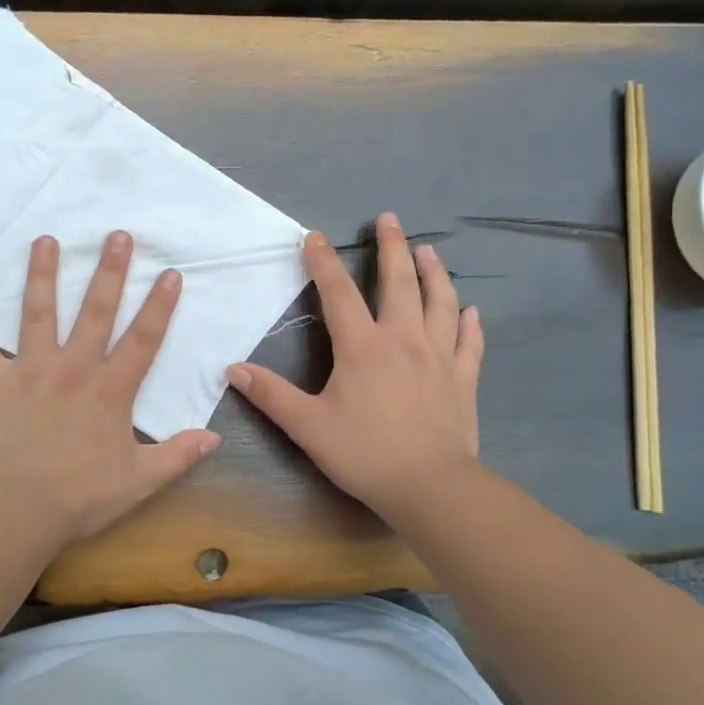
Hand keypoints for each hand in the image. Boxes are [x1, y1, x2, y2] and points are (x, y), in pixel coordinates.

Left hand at [0, 230, 221, 541]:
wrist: (16, 509)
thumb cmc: (80, 496)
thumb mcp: (139, 481)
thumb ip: (177, 456)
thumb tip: (214, 438)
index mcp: (110, 390)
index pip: (142, 339)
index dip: (159, 305)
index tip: (169, 272)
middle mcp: (73, 369)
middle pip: (95, 312)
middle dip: (108, 272)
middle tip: (116, 235)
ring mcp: (30, 371)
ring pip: (37, 314)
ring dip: (42, 276)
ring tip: (45, 241)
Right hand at [228, 213, 483, 519]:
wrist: (430, 486)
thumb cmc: (365, 453)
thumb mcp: (308, 426)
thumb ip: (271, 395)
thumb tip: (232, 369)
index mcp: (362, 347)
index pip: (338, 293)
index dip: (324, 261)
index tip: (314, 236)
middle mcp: (403, 340)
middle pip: (399, 283)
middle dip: (392, 247)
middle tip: (390, 218)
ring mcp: (439, 356)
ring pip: (439, 303)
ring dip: (433, 273)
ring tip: (428, 250)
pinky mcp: (463, 378)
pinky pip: (469, 343)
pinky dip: (469, 323)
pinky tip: (470, 311)